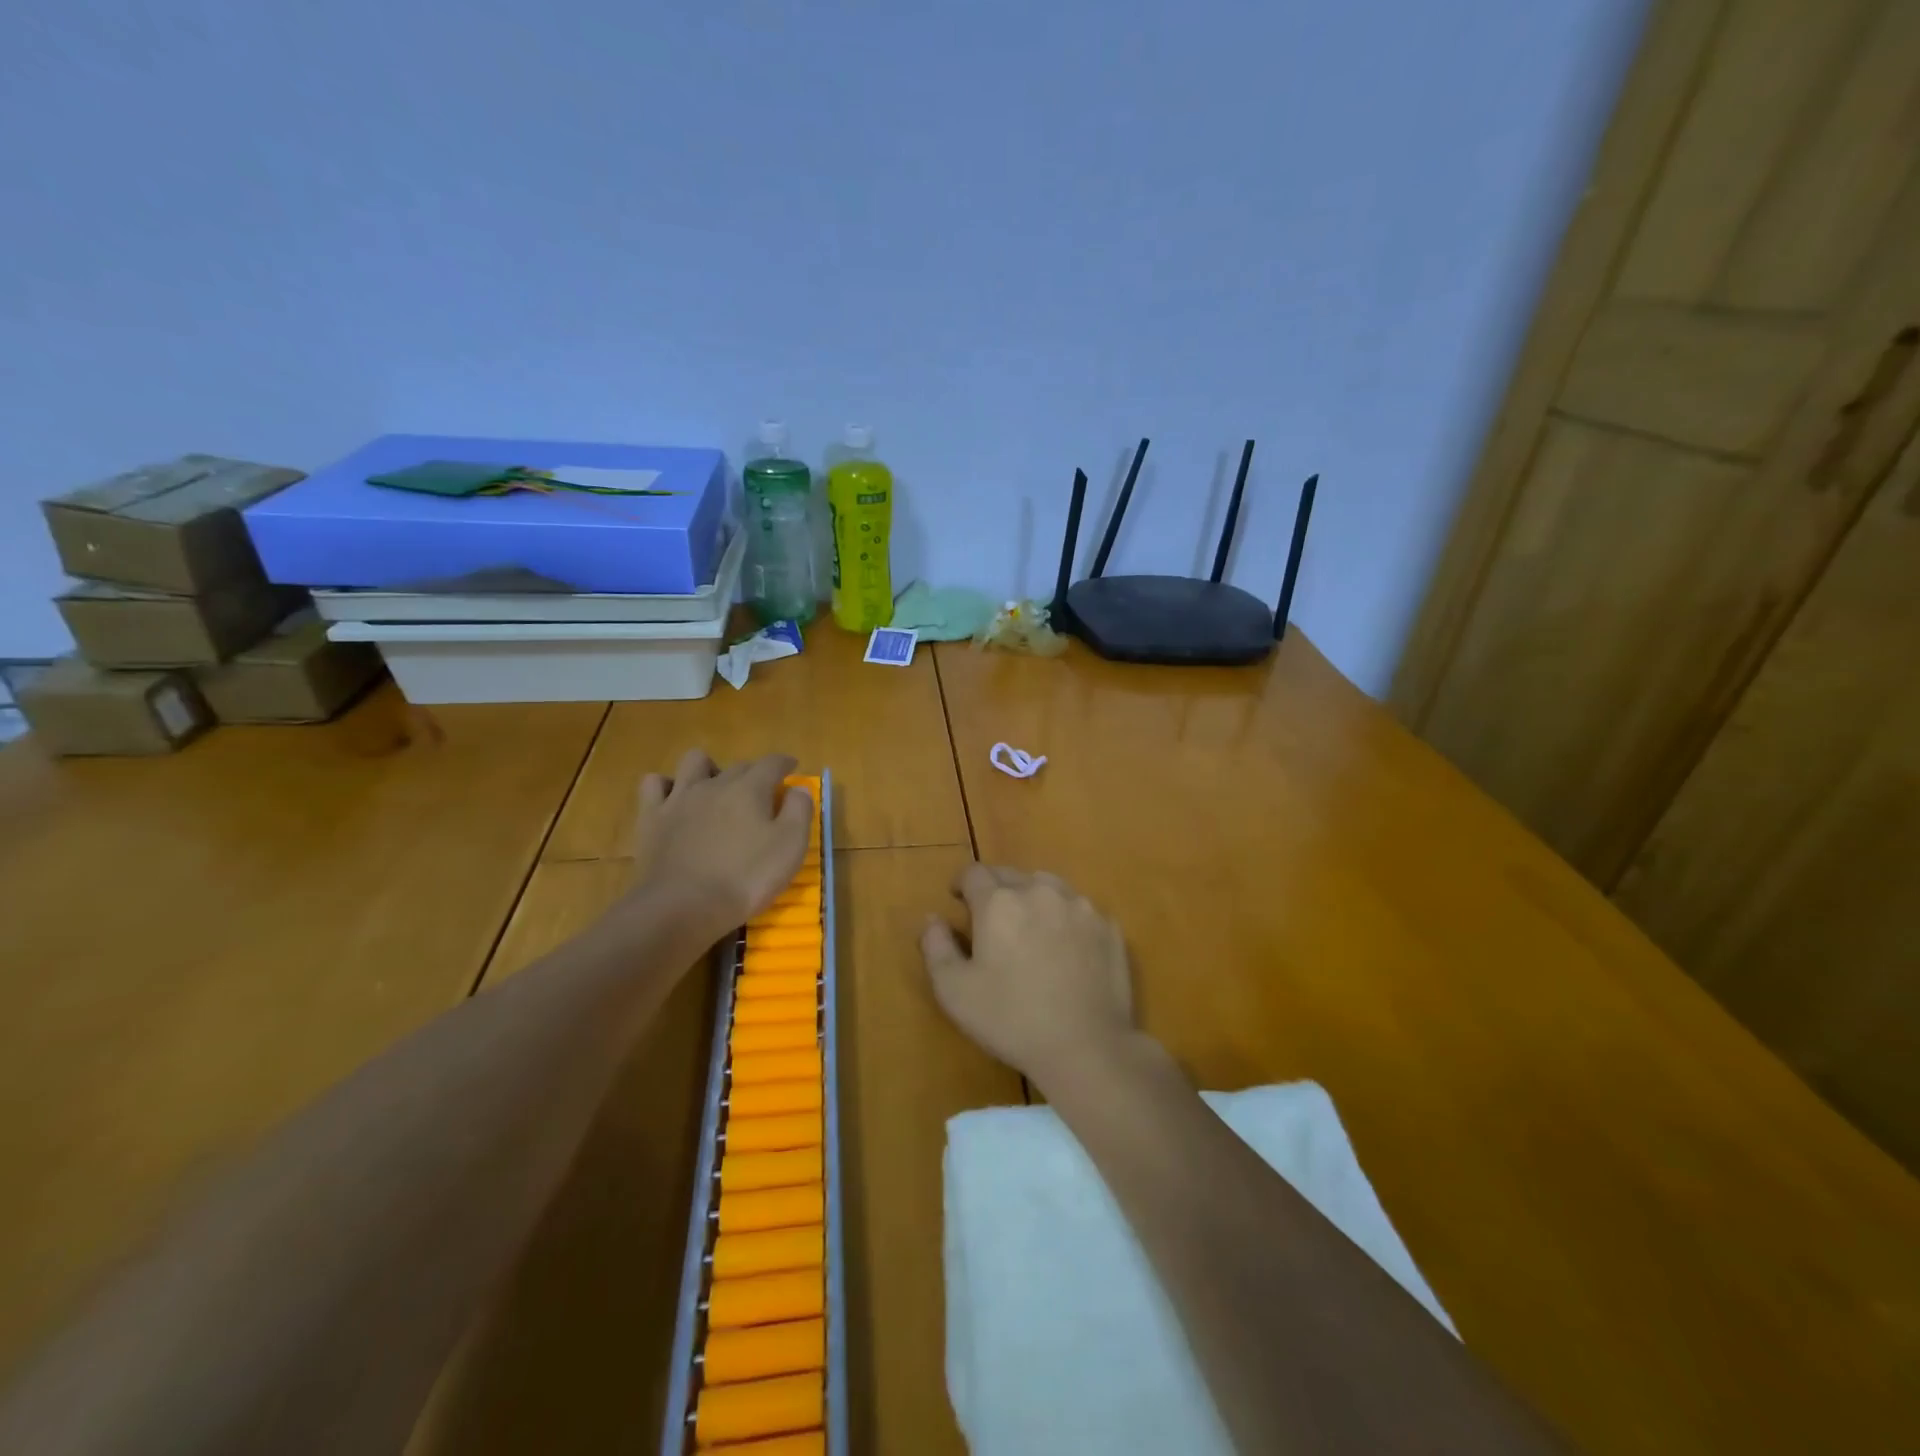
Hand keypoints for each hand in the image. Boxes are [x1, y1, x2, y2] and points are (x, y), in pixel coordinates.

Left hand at [630, 750, 813, 940]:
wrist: (683, 907)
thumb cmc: (745, 878)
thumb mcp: (790, 847)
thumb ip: (799, 811)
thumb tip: (798, 789)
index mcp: (750, 789)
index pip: (772, 763)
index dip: (785, 763)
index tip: (792, 768)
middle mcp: (715, 783)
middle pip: (738, 765)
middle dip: (754, 773)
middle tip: (762, 795)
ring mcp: (680, 798)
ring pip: (694, 762)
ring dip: (708, 768)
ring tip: (716, 788)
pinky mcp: (652, 817)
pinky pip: (654, 784)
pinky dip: (666, 785)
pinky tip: (674, 800)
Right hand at [920, 865, 1134, 1091]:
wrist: (1087, 1046)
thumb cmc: (1011, 1019)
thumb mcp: (954, 991)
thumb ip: (936, 947)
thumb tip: (932, 919)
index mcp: (999, 902)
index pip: (974, 873)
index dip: (962, 883)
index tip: (958, 899)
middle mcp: (1040, 891)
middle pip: (1011, 875)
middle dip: (996, 889)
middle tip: (991, 918)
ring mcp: (1079, 907)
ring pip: (1049, 886)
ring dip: (1033, 897)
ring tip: (1030, 926)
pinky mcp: (1108, 927)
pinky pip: (1079, 910)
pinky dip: (1066, 918)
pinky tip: (1066, 947)